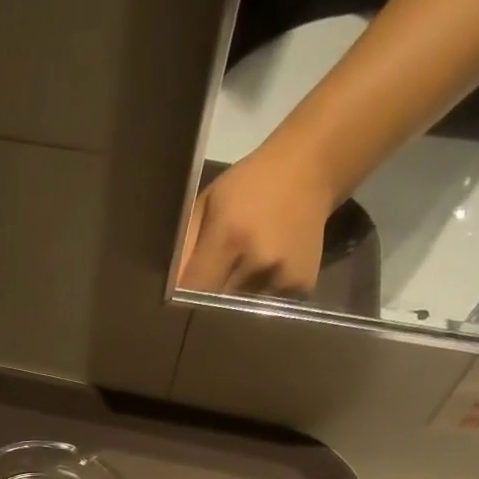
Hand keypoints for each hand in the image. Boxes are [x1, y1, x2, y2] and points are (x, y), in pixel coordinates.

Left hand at [179, 142, 336, 296]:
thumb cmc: (249, 185)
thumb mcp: (209, 203)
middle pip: (219, 306)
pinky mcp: (302, 287)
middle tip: (212, 286)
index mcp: (229, 236)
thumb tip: (168, 291)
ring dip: (237, 301)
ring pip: (244, 311)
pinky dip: (263, 297)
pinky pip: (269, 307)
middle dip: (209, 302)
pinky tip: (268, 272)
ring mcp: (283, 276)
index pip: (195, 291)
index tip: (180, 300)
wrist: (311, 167)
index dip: (185, 300)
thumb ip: (186, 247)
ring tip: (243, 274)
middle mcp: (258, 261)